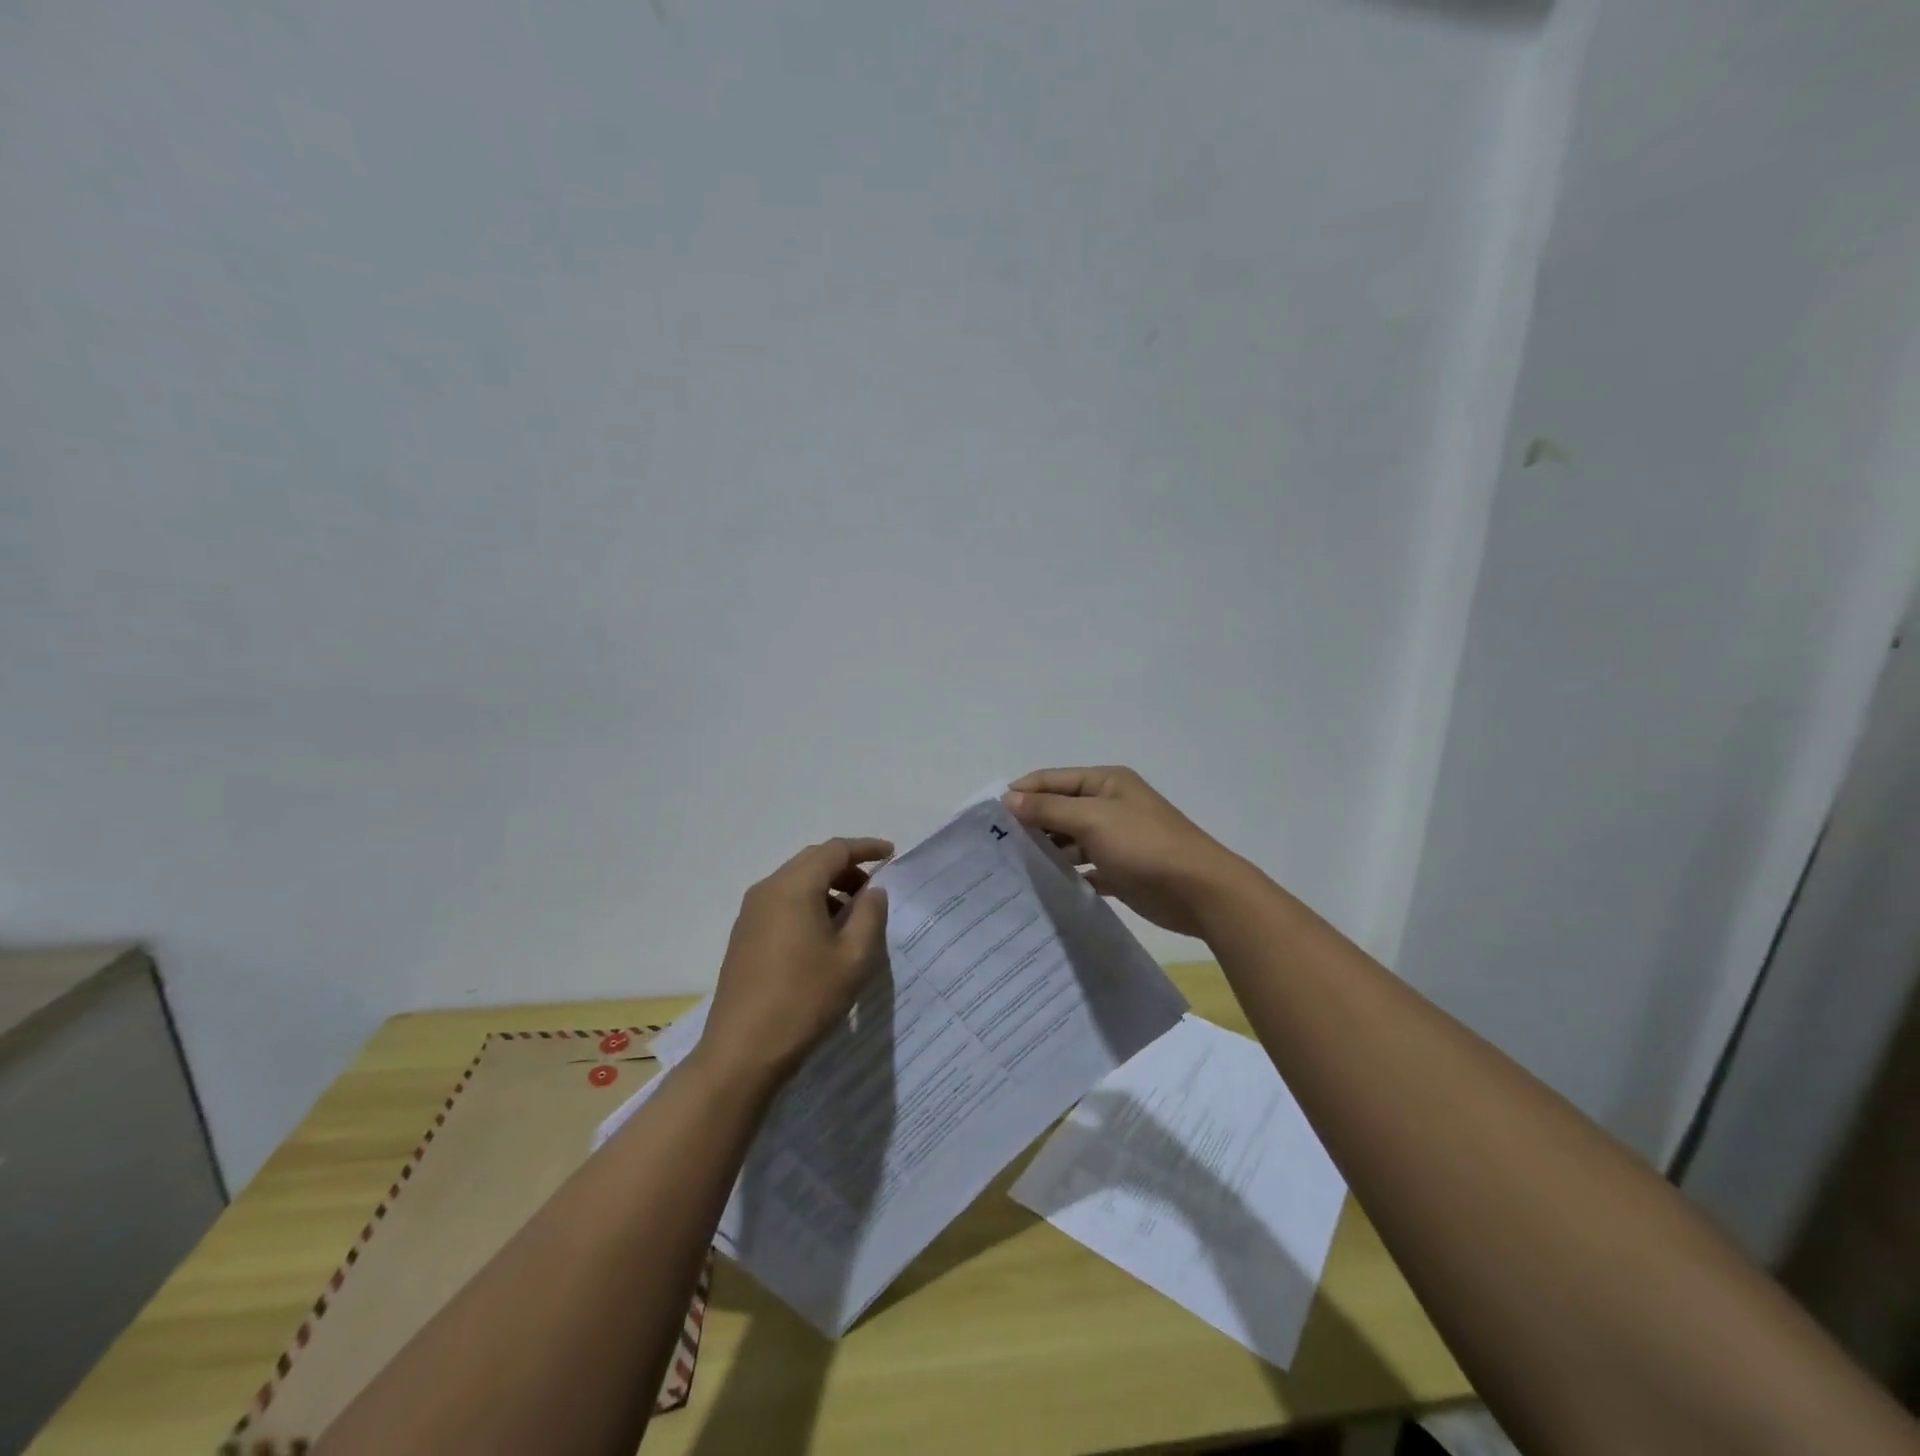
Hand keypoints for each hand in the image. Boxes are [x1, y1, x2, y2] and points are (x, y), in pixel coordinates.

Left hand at [696, 837, 892, 1084]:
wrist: (742, 1051)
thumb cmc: (804, 1000)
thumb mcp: (852, 959)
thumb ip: (869, 915)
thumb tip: (873, 891)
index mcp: (794, 888)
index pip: (834, 850)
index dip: (865, 848)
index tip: (891, 854)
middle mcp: (767, 890)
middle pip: (812, 861)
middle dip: (846, 867)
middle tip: (874, 887)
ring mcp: (751, 913)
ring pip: (795, 882)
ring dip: (827, 887)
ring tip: (853, 915)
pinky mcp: (744, 935)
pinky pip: (781, 902)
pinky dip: (808, 903)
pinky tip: (824, 934)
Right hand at [1004, 767, 1242, 936]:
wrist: (1198, 890)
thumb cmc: (1144, 844)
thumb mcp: (1092, 818)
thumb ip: (1049, 808)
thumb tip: (1009, 798)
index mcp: (1105, 782)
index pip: (1052, 779)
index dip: (1021, 792)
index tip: (988, 815)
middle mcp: (1108, 806)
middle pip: (1059, 809)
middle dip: (1030, 823)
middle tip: (995, 845)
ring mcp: (1114, 839)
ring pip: (1069, 841)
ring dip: (1046, 850)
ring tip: (1011, 867)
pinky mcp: (1119, 870)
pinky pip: (1083, 869)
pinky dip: (1065, 874)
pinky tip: (1042, 886)